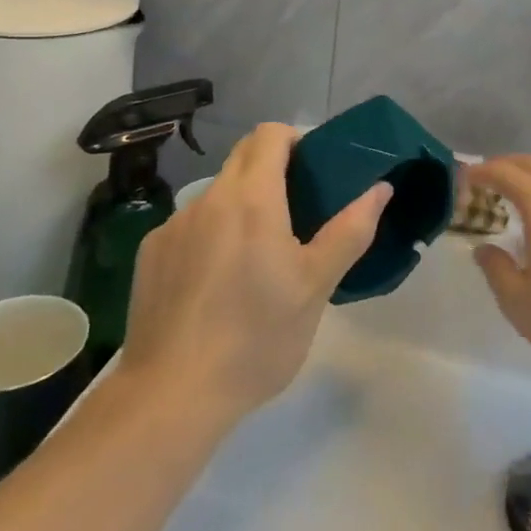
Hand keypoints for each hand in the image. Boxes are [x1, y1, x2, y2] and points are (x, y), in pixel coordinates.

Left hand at [112, 123, 390, 424]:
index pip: (270, 134)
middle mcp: (208, 199)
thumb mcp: (316, 286)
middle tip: (296, 208)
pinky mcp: (150, 254)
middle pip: (242, 156)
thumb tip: (380, 188)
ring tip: (256, 255)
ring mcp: (173, 226)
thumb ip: (350, 230)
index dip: (294, 140)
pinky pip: (189, 226)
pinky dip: (210, 235)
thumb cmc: (256, 337)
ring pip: (216, 193)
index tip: (312, 170)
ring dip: (240, 204)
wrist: (171, 396)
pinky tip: (215, 284)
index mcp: (251, 197)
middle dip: (271, 167)